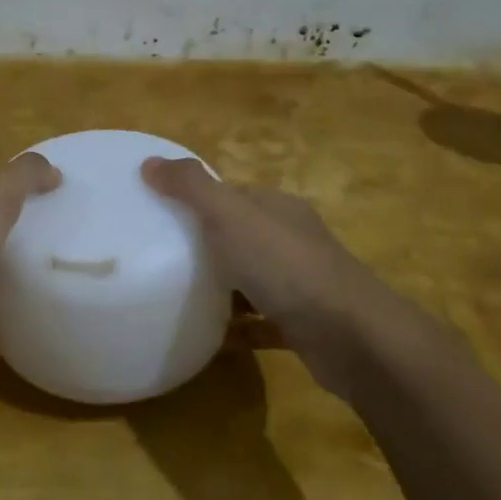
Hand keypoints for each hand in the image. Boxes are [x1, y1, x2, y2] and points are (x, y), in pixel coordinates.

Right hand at [141, 157, 422, 388]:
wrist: (351, 337)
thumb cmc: (286, 266)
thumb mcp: (230, 216)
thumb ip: (191, 188)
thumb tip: (149, 162)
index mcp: (277, 209)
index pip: (232, 195)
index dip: (196, 200)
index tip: (158, 214)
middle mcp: (292, 241)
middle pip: (241, 237)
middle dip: (204, 245)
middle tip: (158, 259)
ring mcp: (301, 285)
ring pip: (251, 281)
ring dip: (221, 289)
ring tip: (176, 297)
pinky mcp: (302, 325)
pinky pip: (260, 323)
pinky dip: (237, 329)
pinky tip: (209, 338)